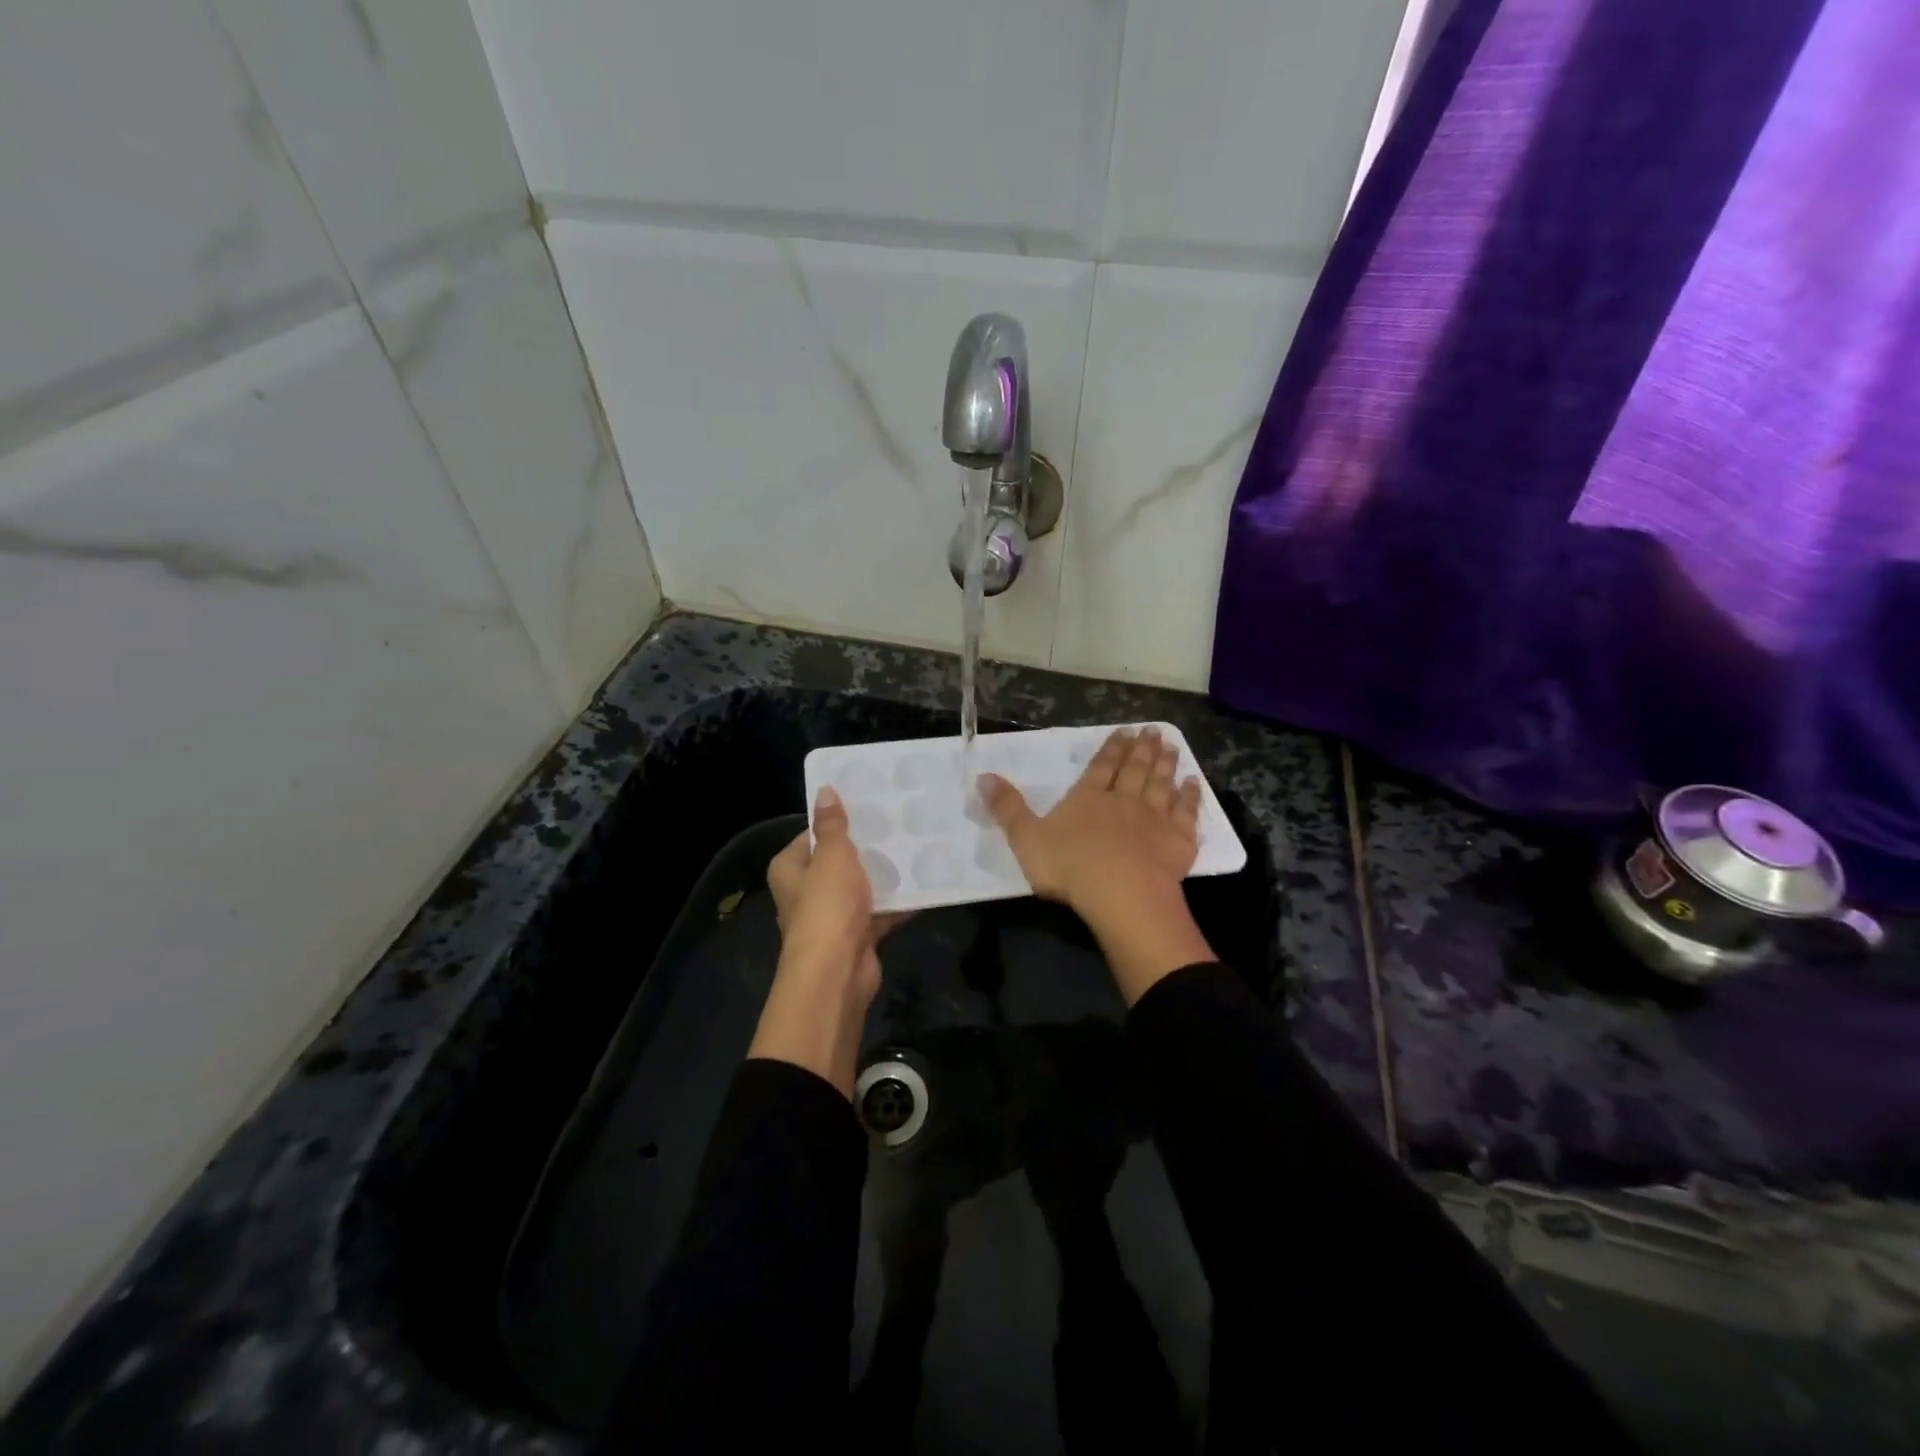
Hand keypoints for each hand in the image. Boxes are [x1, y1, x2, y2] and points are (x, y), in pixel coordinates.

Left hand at [751, 786, 903, 1095]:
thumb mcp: (831, 856)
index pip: (812, 835)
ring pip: (862, 886)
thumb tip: (824, 791)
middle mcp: (806, 891)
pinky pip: (881, 911)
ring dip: (885, 874)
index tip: (869, 803)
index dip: (838, 820)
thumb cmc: (827, 906)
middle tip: (900, 821)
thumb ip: (832, 825)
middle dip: (867, 846)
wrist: (836, 973)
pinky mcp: (857, 936)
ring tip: (917, 846)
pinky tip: (925, 884)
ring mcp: (832, 916)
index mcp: (790, 868)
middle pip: (839, 861)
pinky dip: (899, 902)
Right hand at [979, 727, 1214, 1003]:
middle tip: (1152, 730)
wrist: (1121, 894)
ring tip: (1172, 744)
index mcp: (1088, 798)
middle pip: (1135, 769)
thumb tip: (983, 776)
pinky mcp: (1178, 841)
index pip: (1102, 766)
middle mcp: (1124, 800)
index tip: (1124, 730)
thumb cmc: (1069, 867)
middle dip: (1142, 748)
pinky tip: (1194, 784)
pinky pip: (1186, 813)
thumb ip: (1007, 808)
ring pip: (1161, 784)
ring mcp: (1155, 819)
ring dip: (1166, 763)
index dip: (1112, 748)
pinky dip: (1190, 797)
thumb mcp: (1025, 838)